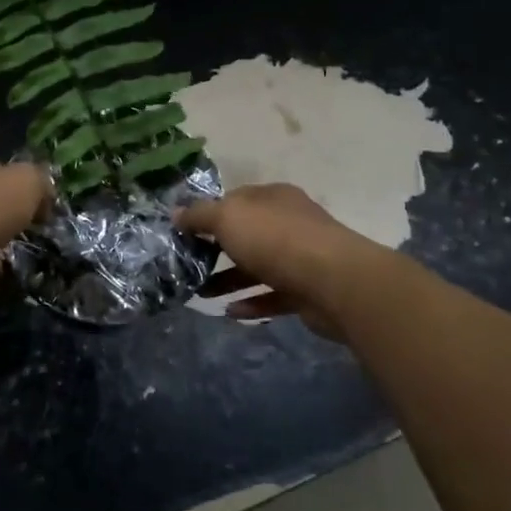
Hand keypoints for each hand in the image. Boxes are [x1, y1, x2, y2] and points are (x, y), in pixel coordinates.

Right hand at [177, 183, 389, 340]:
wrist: (334, 282)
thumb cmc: (275, 239)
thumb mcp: (227, 218)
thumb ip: (199, 215)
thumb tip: (176, 214)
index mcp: (273, 198)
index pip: (237, 199)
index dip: (210, 213)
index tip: (185, 232)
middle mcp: (289, 223)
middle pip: (247, 234)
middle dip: (217, 250)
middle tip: (189, 265)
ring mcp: (301, 258)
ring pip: (259, 267)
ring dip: (230, 280)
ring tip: (201, 294)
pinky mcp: (308, 291)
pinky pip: (274, 296)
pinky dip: (252, 303)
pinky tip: (230, 312)